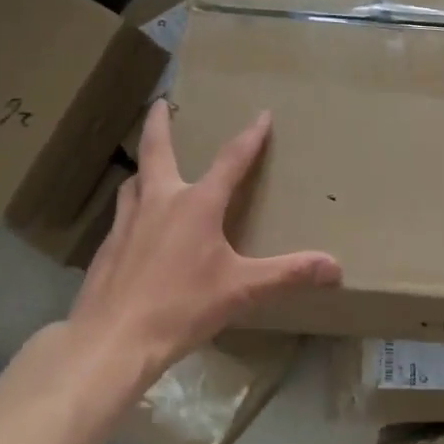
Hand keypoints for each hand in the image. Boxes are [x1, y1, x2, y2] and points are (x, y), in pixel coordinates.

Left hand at [66, 101, 341, 374]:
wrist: (112, 341)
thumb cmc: (181, 307)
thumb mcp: (242, 290)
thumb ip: (288, 274)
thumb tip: (335, 267)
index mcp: (197, 205)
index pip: (231, 160)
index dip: (250, 137)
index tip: (262, 115)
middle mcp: (160, 202)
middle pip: (156, 150)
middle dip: (160, 123)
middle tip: (161, 103)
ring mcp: (127, 223)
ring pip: (134, 182)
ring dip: (144, 168)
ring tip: (149, 168)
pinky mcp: (107, 248)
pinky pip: (122, 214)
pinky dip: (132, 206)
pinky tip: (137, 226)